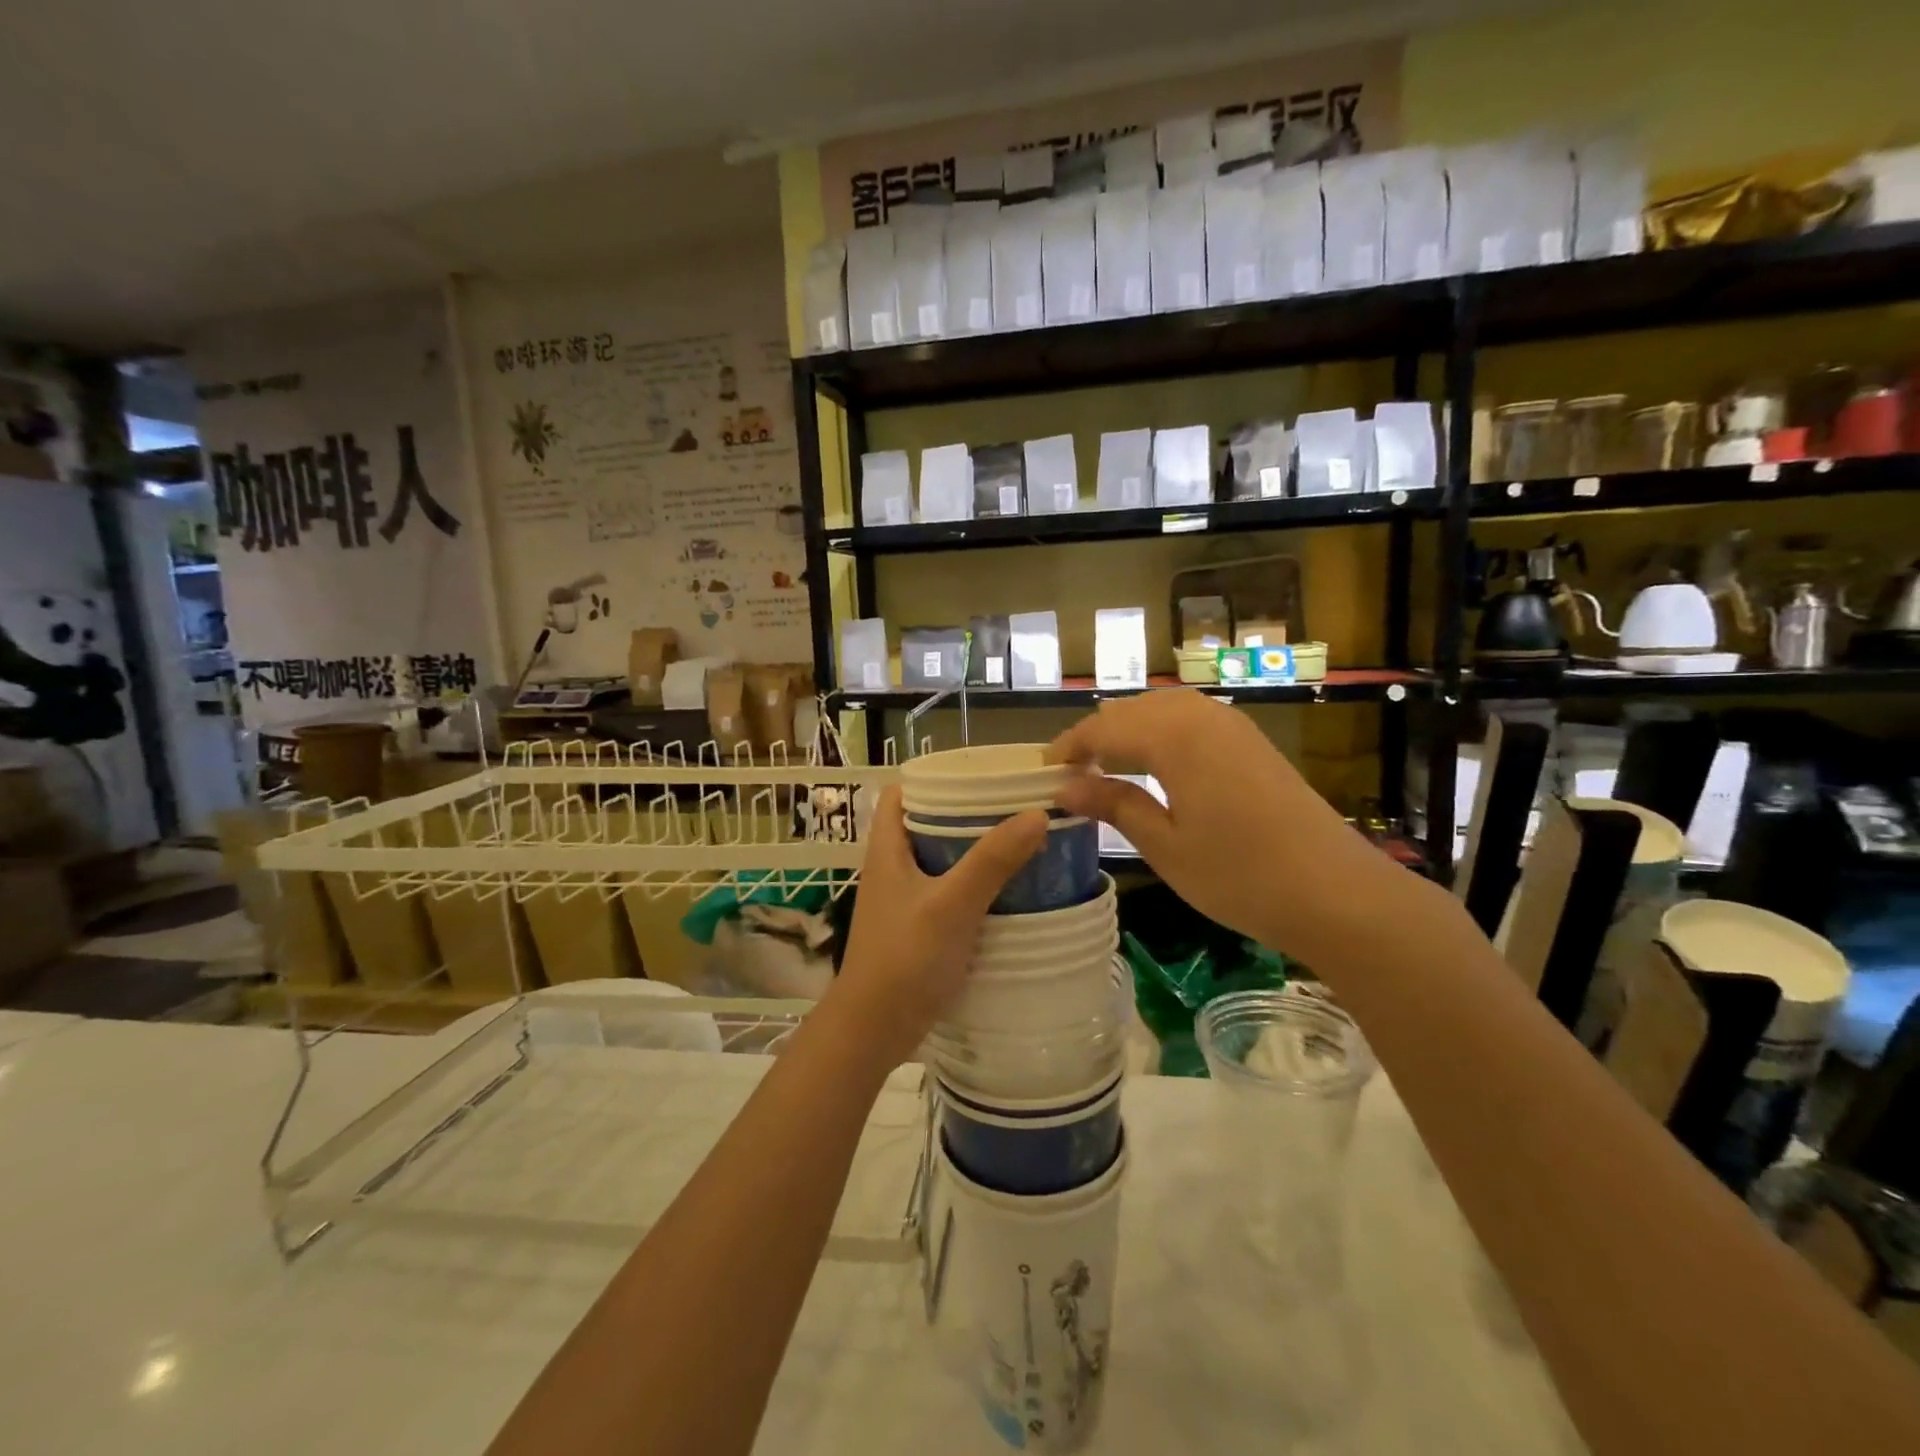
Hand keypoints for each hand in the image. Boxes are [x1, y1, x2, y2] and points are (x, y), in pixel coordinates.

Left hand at [829, 786, 1048, 1063]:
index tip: (980, 774)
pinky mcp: (916, 927)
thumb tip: (1037, 813)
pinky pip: (947, 891)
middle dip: (966, 813)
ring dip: (973, 850)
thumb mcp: (952, 905)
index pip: (902, 792)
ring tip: (1018, 841)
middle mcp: (892, 867)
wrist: (873, 1030)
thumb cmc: (905, 958)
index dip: (935, 777)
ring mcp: (903, 899)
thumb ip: (992, 861)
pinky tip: (1006, 891)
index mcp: (888, 848)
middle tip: (1012, 807)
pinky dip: (973, 884)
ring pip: (939, 859)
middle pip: (927, 823)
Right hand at [1048, 690, 1399, 962]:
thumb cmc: (1240, 875)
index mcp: (1173, 736)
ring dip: (1128, 732)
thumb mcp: (1165, 845)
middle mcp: (1201, 716)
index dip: (1069, 747)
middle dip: (1096, 736)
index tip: (1043, 774)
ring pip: (1162, 710)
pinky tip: (1155, 767)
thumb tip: (1065, 787)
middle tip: (1071, 776)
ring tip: (1106, 769)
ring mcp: (1232, 725)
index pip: (1103, 728)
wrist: (1336, 892)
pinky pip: (1190, 721)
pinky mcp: (1251, 742)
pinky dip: (1160, 735)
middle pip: (1131, 711)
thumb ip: (1114, 804)